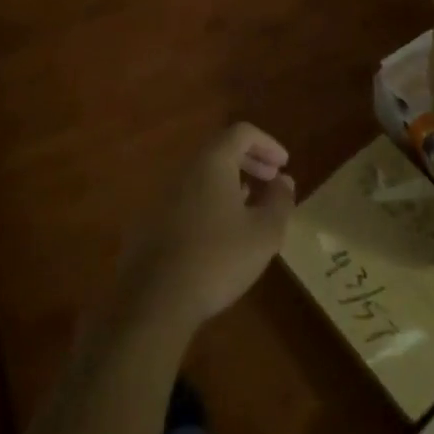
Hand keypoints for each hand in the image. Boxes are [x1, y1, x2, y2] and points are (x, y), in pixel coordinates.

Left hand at [117, 123, 296, 333]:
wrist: (154, 301)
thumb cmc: (218, 259)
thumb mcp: (264, 233)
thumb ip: (279, 201)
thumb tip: (284, 180)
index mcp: (211, 163)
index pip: (241, 132)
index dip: (267, 143)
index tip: (283, 166)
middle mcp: (183, 170)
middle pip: (219, 150)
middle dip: (250, 161)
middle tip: (271, 181)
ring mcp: (161, 196)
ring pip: (201, 175)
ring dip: (229, 182)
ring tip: (249, 206)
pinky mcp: (150, 222)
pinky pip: (186, 197)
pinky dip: (209, 201)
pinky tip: (220, 232)